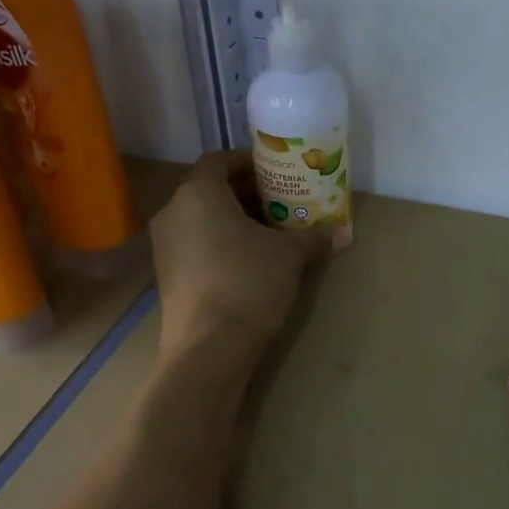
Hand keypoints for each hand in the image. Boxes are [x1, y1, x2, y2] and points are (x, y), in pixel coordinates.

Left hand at [151, 151, 336, 360]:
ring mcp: (165, 247)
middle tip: (281, 203)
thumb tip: (343, 234)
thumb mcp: (288, 256)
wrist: (208, 348)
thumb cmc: (248, 282)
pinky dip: (219, 244)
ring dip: (233, 221)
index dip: (248, 162)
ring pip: (201, 220)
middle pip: (209, 190)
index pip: (219, 160)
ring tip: (270, 234)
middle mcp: (173, 212)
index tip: (275, 173)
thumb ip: (313, 239)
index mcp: (198, 193)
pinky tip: (249, 262)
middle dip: (246, 194)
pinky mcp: (166, 277)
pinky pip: (194, 246)